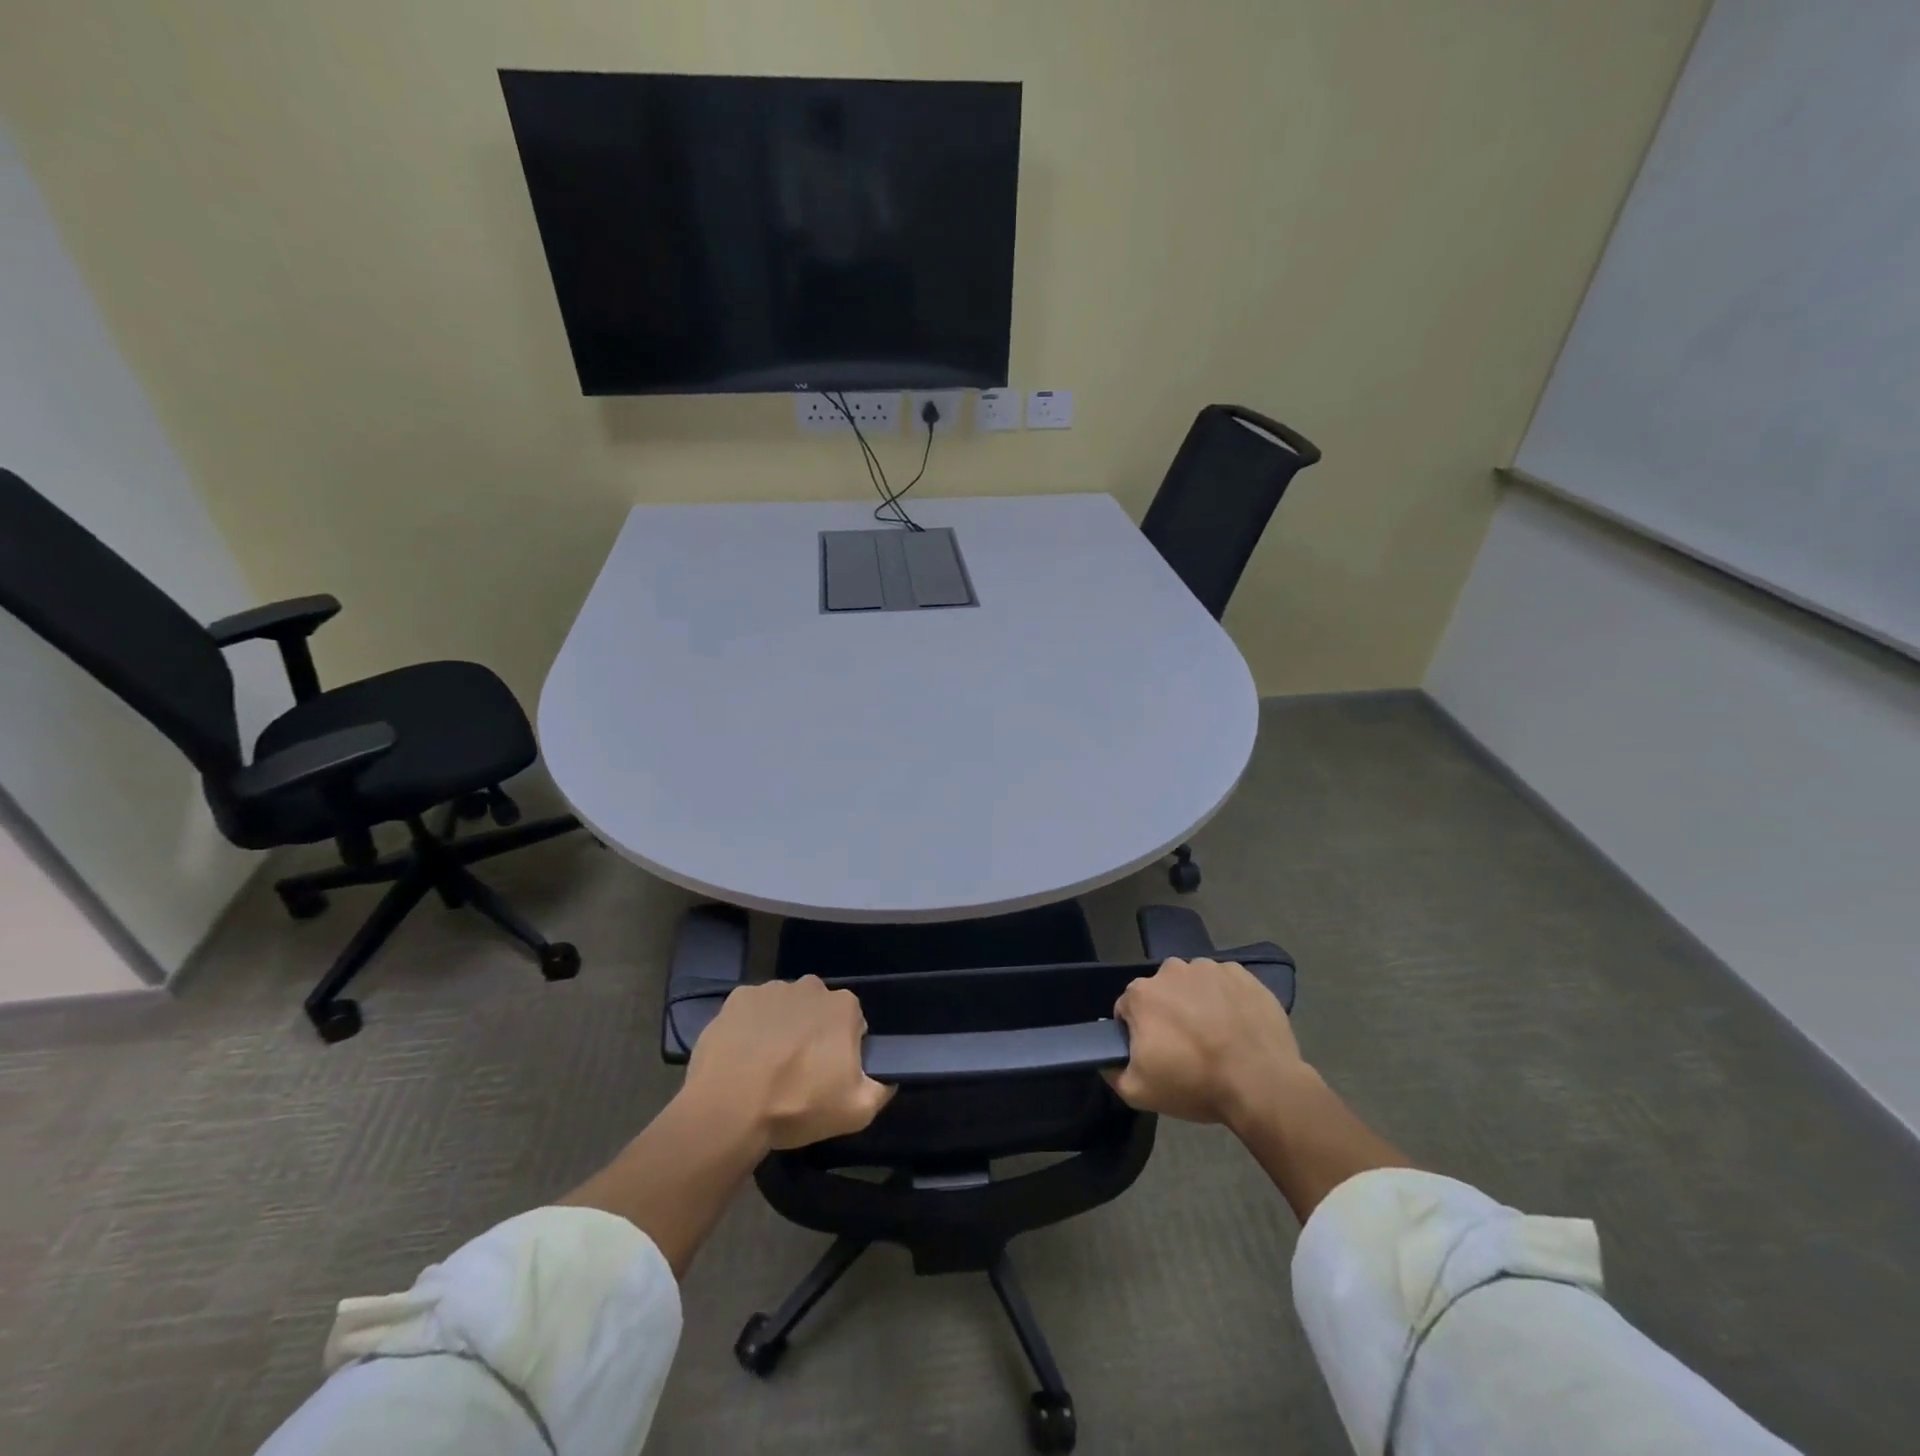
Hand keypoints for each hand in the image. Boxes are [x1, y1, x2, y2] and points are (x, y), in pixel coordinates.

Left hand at [683, 976, 894, 1150]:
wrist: (728, 1109)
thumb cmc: (797, 1105)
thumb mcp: (856, 1111)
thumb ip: (881, 1089)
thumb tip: (887, 1078)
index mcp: (843, 1006)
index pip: (853, 1024)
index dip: (844, 1050)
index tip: (829, 1076)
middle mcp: (810, 987)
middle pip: (818, 1011)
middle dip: (813, 1033)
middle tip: (798, 1072)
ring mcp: (770, 989)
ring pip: (785, 1008)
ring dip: (781, 1028)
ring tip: (766, 1067)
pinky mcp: (736, 999)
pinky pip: (752, 1011)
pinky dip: (750, 1028)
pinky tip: (742, 1056)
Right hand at [1106, 958, 1312, 1130]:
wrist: (1261, 1083)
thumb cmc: (1195, 1084)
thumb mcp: (1139, 1092)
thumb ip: (1112, 1071)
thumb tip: (1106, 1059)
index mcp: (1142, 994)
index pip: (1128, 1010)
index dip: (1138, 1033)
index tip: (1156, 1055)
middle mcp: (1171, 970)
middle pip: (1162, 992)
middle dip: (1169, 1014)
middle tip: (1187, 1048)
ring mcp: (1209, 968)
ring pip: (1194, 985)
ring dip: (1198, 1003)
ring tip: (1217, 1037)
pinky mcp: (1243, 974)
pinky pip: (1225, 984)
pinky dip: (1227, 999)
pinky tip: (1238, 1026)